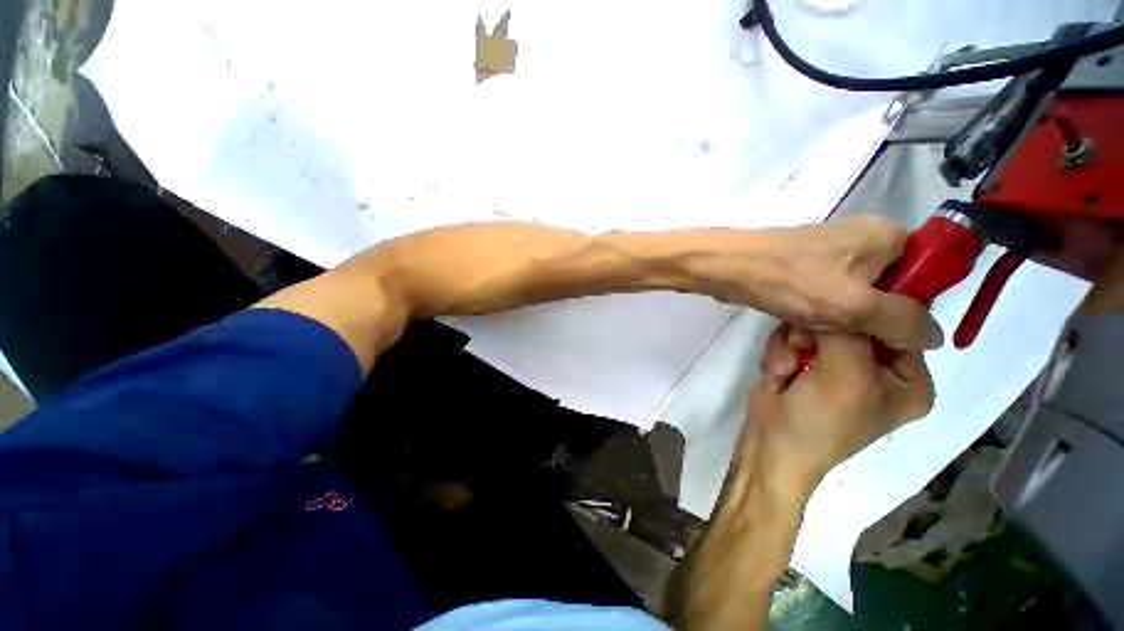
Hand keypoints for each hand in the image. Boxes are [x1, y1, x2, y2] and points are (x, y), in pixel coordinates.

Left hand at [696, 217, 943, 350]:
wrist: (728, 268)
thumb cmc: (790, 281)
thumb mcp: (855, 305)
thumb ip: (902, 321)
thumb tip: (935, 336)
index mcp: (888, 236)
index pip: (927, 275)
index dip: (914, 309)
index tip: (892, 335)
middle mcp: (864, 241)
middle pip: (890, 291)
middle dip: (871, 321)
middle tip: (850, 340)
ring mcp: (831, 255)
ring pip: (855, 298)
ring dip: (843, 322)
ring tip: (820, 336)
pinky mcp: (805, 269)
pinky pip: (828, 297)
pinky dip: (821, 315)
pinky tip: (804, 330)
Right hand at [748, 324, 934, 481]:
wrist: (770, 446)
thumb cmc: (820, 420)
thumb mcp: (846, 373)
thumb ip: (851, 329)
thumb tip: (845, 294)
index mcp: (908, 378)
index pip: (899, 325)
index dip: (868, 310)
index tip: (835, 306)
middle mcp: (877, 369)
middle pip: (850, 322)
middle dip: (817, 335)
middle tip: (801, 351)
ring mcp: (837, 365)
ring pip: (814, 328)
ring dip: (792, 345)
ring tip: (785, 370)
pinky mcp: (805, 365)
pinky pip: (793, 339)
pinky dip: (780, 353)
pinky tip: (777, 375)